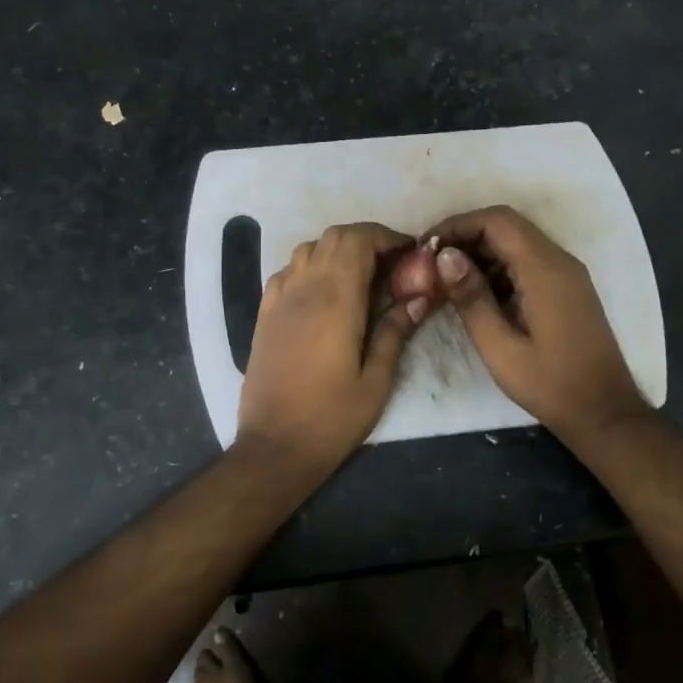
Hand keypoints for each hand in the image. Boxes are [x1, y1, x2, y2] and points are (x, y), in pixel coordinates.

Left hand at [236, 223, 430, 474]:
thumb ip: (396, 331)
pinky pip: (288, 271)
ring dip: (338, 250)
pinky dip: (311, 267)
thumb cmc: (332, 417)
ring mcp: (279, 298)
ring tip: (361, 277)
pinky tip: (324, 294)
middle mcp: (304, 287)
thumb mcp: (377, 380)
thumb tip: (418, 297)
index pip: (358, 239)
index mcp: (336, 298)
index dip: (386, 237)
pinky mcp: (264, 313)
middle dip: (366, 239)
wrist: (275, 445)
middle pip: (334, 236)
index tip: (409, 253)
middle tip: (392, 265)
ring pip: (309, 248)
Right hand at [424, 206, 647, 439]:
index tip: (426, 246)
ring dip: (480, 252)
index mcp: (545, 270)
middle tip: (430, 263)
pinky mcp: (566, 288)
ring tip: (446, 279)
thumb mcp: (500, 347)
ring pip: (516, 242)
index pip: (497, 221)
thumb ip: (472, 298)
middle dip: (465, 236)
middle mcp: (559, 261)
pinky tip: (475, 293)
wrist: (603, 412)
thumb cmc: (549, 384)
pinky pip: (527, 261)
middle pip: (507, 226)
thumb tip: (444, 256)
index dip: (458, 224)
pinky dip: (497, 266)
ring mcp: (566, 274)